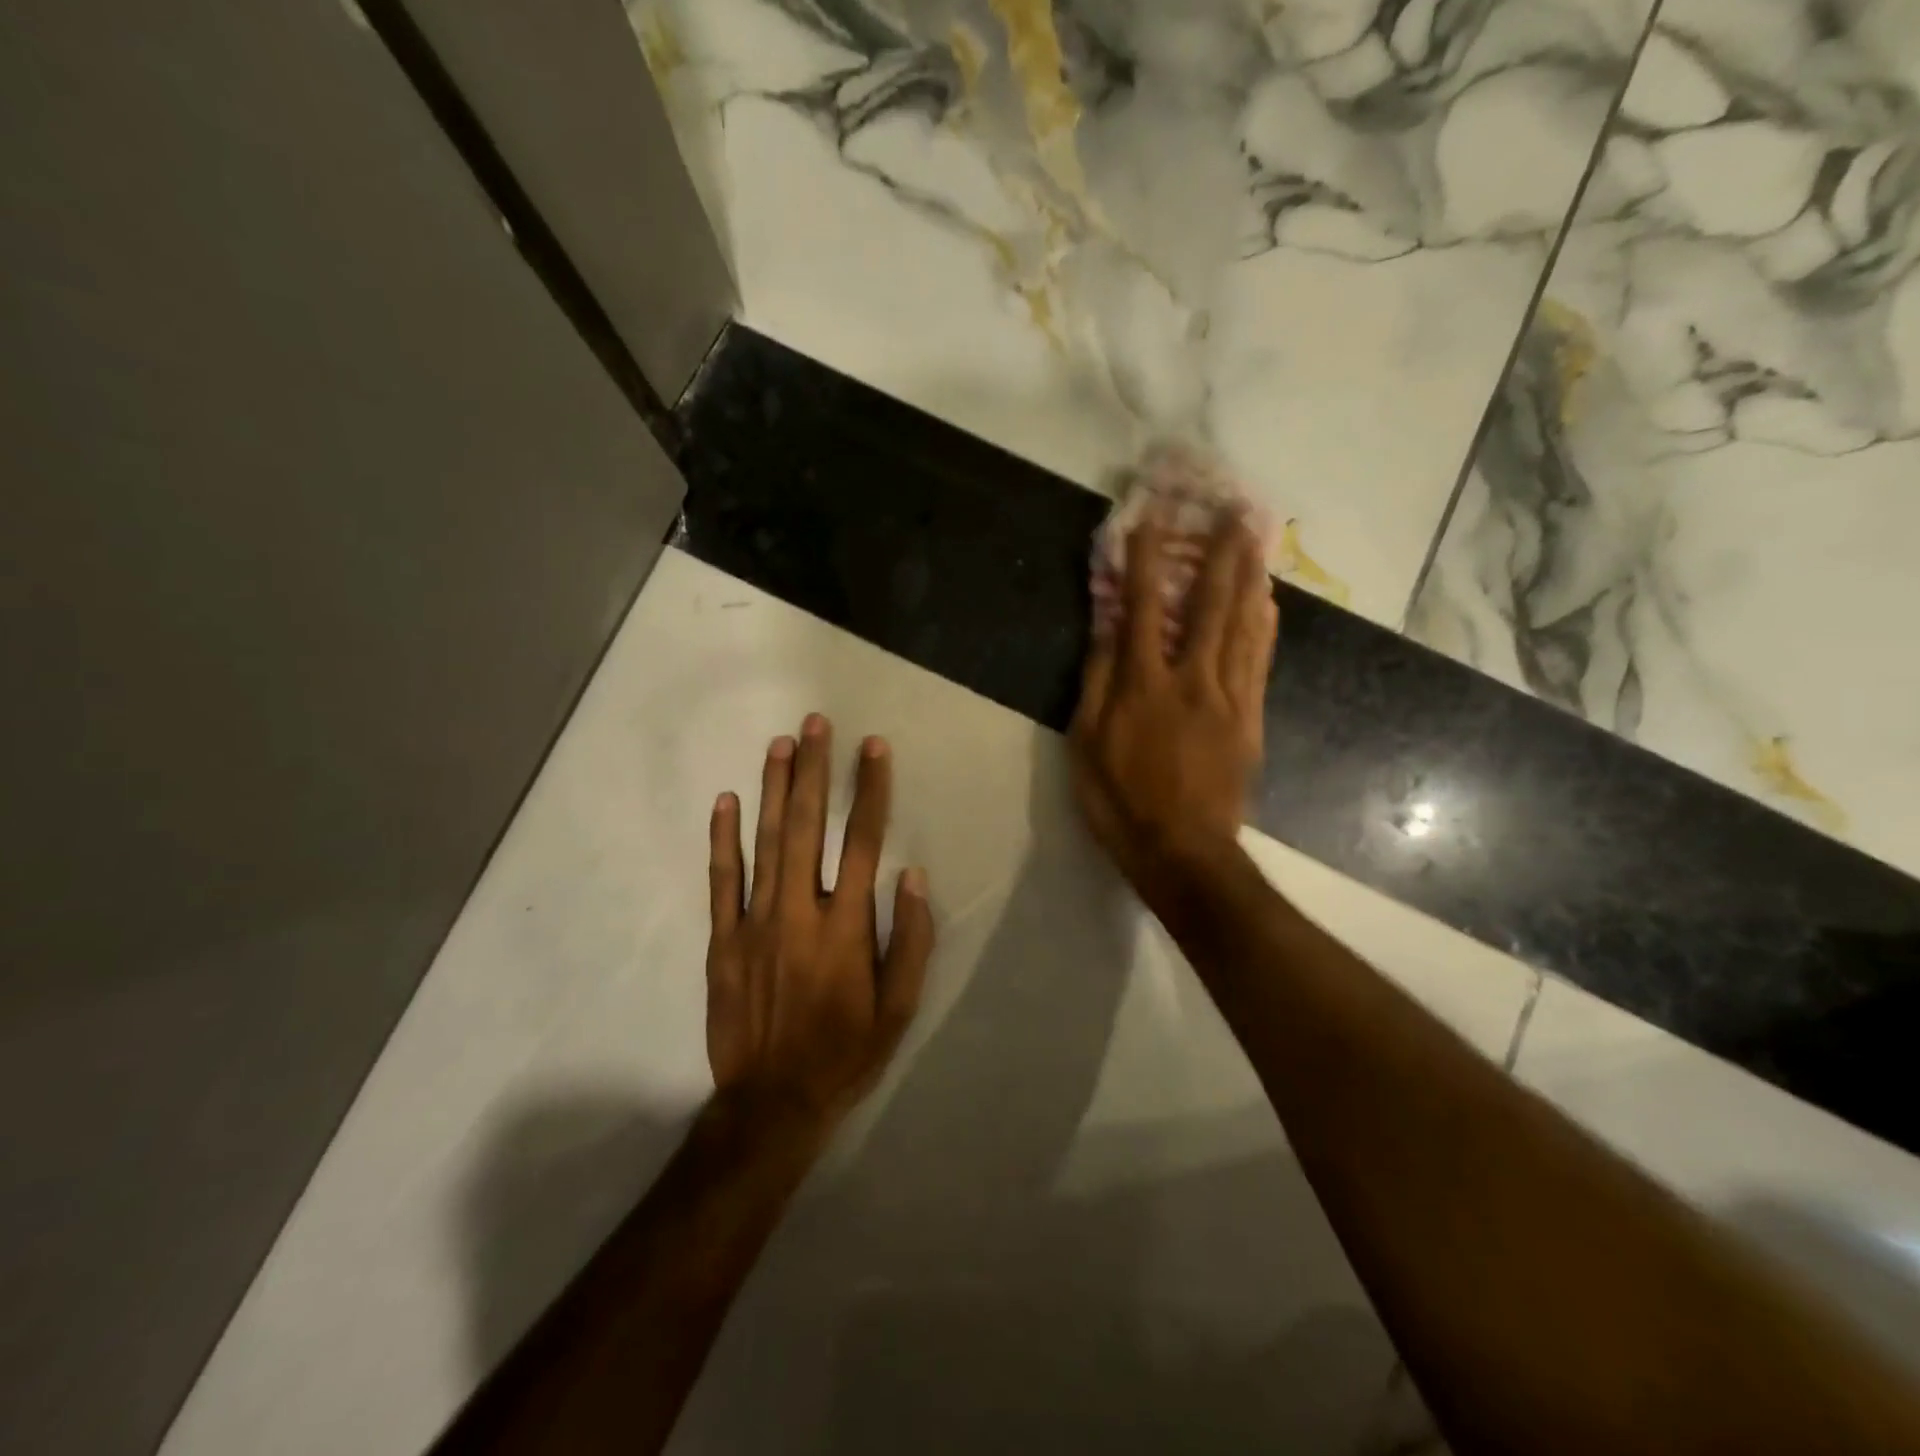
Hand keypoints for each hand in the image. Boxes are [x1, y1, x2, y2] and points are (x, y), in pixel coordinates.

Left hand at [705, 715, 934, 1139]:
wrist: (772, 1102)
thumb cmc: (846, 1052)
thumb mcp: (900, 1008)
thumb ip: (912, 939)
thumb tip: (913, 876)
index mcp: (846, 926)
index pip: (864, 841)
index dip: (871, 790)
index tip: (874, 748)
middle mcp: (800, 911)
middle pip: (808, 826)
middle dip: (814, 770)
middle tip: (816, 723)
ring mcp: (755, 923)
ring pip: (765, 842)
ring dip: (773, 788)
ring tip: (780, 743)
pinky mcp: (722, 940)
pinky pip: (721, 880)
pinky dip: (723, 839)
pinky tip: (726, 801)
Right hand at [1069, 510, 1277, 908]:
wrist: (1183, 852)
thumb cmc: (1120, 801)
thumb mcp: (1086, 744)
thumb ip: (1097, 682)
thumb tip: (1106, 630)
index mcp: (1144, 684)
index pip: (1141, 607)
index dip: (1144, 559)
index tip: (1148, 517)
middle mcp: (1192, 678)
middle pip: (1209, 604)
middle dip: (1218, 553)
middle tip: (1233, 510)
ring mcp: (1229, 697)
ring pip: (1242, 626)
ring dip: (1248, 578)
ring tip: (1256, 540)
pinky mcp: (1250, 719)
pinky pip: (1260, 662)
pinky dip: (1263, 626)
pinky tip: (1267, 603)